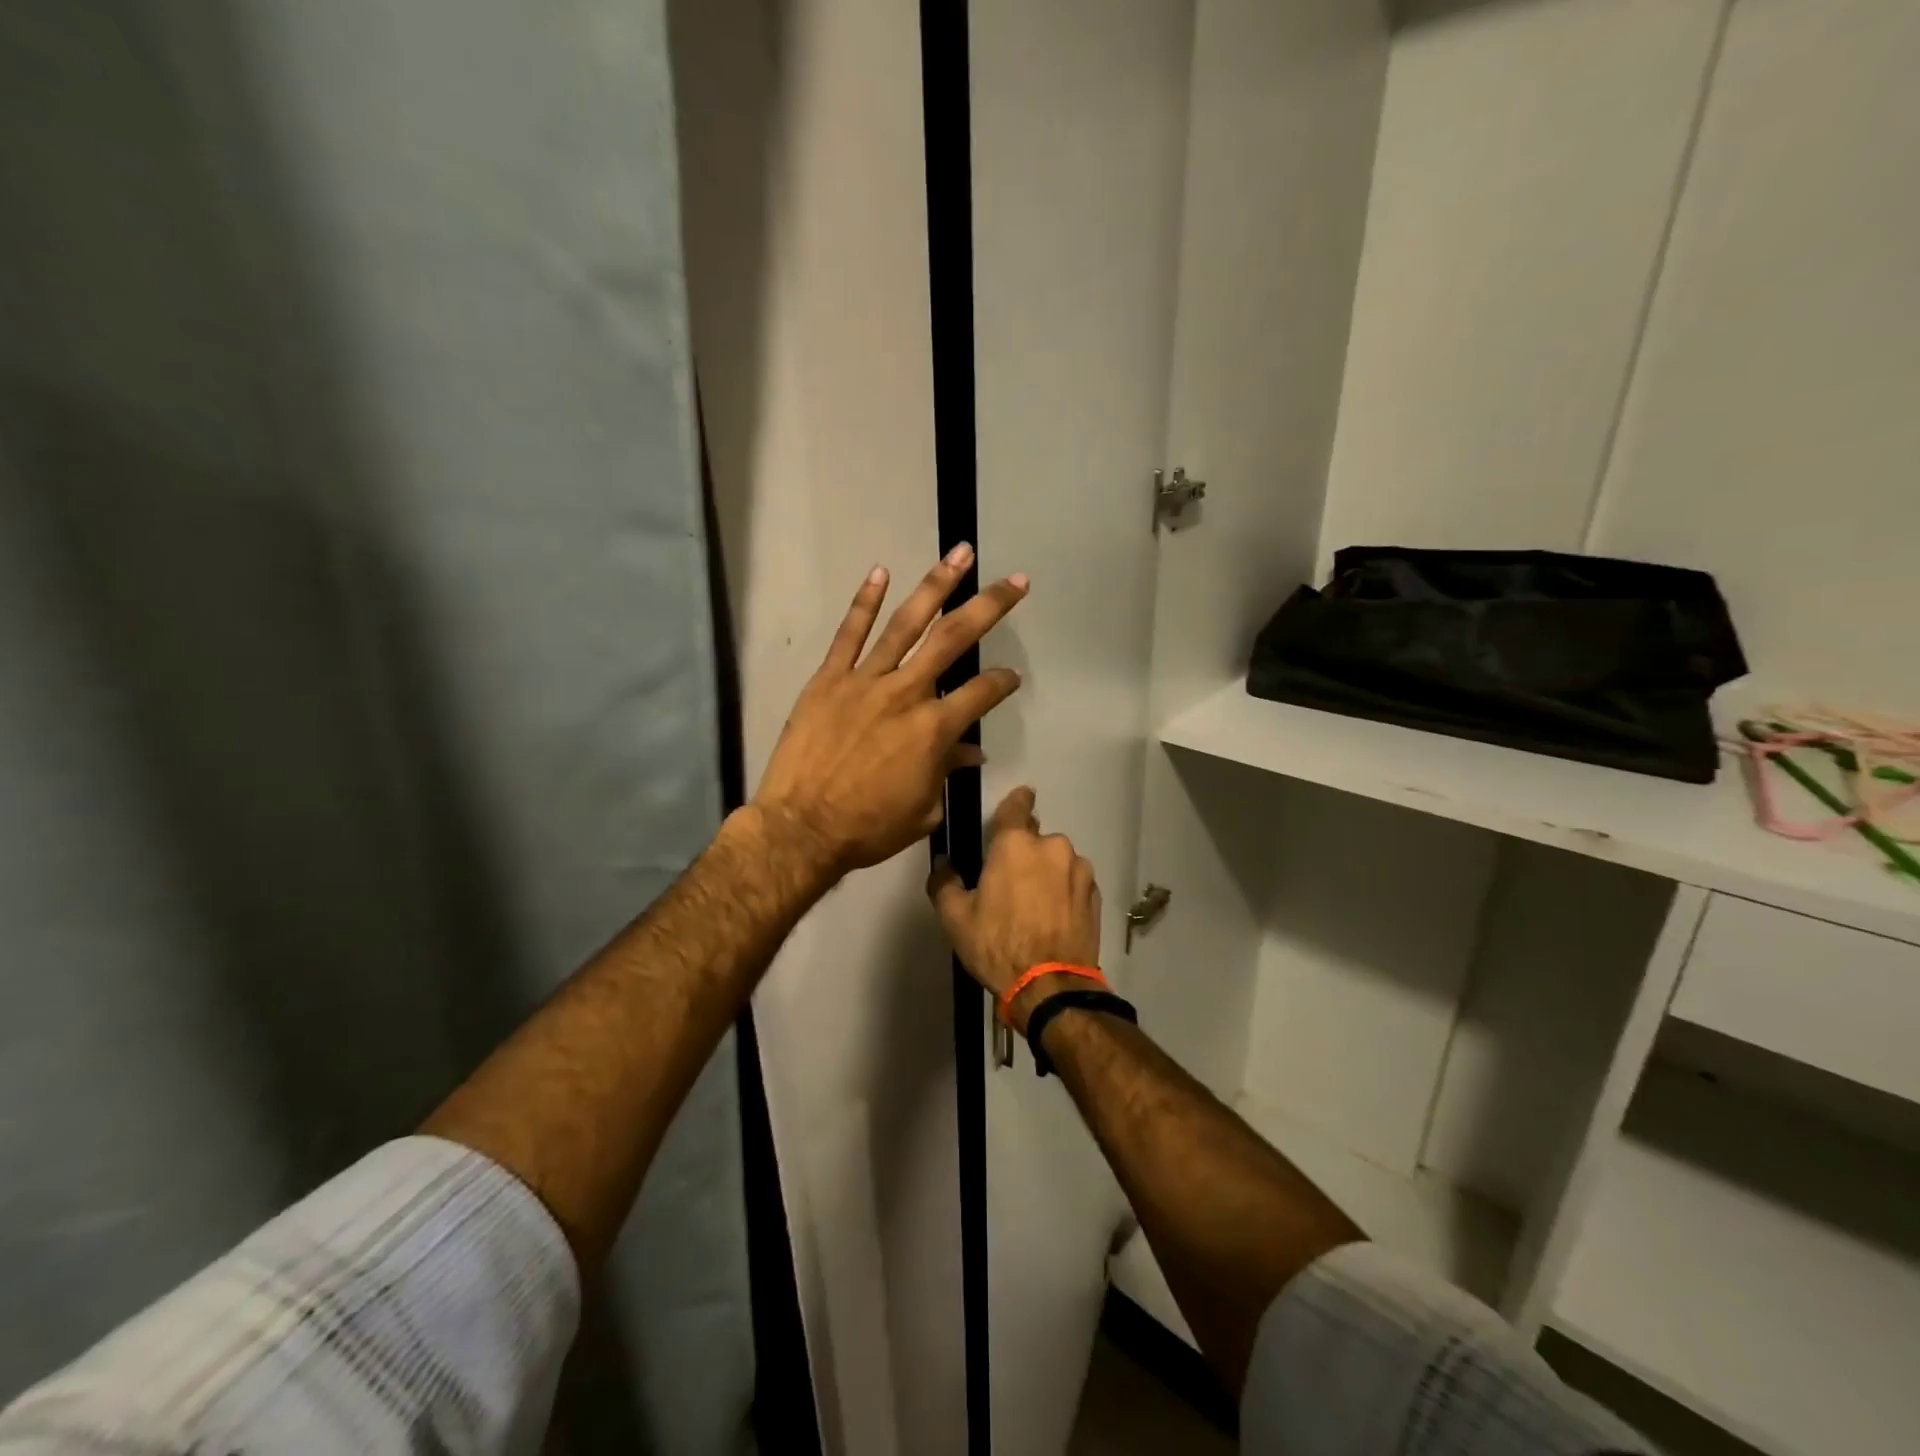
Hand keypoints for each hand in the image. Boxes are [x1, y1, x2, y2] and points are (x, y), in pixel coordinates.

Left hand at [751, 546, 1027, 878]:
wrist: (802, 828)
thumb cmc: (868, 828)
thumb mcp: (923, 810)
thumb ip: (947, 772)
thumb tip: (971, 753)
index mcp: (935, 729)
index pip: (982, 692)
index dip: (1002, 682)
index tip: (1011, 677)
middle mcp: (907, 693)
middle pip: (955, 639)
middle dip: (990, 606)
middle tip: (1016, 580)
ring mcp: (866, 681)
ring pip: (907, 624)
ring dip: (937, 586)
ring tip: (961, 554)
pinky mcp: (829, 679)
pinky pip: (849, 634)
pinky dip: (864, 602)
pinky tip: (880, 572)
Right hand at [927, 786, 1101, 1034]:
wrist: (1050, 987)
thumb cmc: (997, 945)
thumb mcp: (955, 918)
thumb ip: (945, 883)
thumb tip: (943, 863)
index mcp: (1016, 844)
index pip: (1016, 806)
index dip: (1016, 800)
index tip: (1019, 798)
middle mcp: (1053, 847)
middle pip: (1036, 839)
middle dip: (1025, 853)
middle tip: (1011, 883)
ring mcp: (1079, 870)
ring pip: (1058, 861)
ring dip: (1047, 873)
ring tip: (1035, 906)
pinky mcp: (1095, 895)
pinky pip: (1074, 882)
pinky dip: (1065, 892)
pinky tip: (1054, 918)